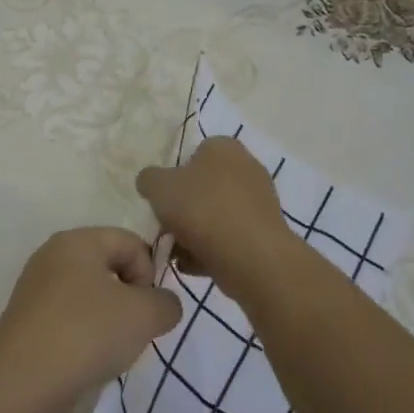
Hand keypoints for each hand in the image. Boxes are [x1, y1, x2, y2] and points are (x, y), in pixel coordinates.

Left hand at [0, 228, 181, 412]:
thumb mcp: (145, 314)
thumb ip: (167, 303)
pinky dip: (86, 336)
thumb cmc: (87, 333)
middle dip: (131, 298)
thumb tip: (161, 306)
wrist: (21, 384)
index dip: (150, 274)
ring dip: (111, 321)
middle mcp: (53, 256)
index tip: (148, 308)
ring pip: (92, 296)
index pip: (131, 242)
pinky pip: (71, 319)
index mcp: (77, 240)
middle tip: (135, 330)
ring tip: (111, 349)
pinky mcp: (29, 321)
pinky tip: (88, 361)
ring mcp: (36, 289)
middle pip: (110, 267)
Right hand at [136, 136, 298, 302]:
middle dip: (184, 209)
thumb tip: (151, 182)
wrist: (250, 256)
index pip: (194, 154)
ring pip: (215, 215)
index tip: (162, 199)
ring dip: (194, 233)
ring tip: (177, 253)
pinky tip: (194, 265)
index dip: (174, 176)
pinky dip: (212, 250)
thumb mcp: (158, 187)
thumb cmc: (201, 209)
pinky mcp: (265, 233)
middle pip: (204, 187)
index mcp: (223, 147)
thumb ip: (149, 179)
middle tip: (167, 228)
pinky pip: (229, 238)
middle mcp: (247, 167)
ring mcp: (259, 202)